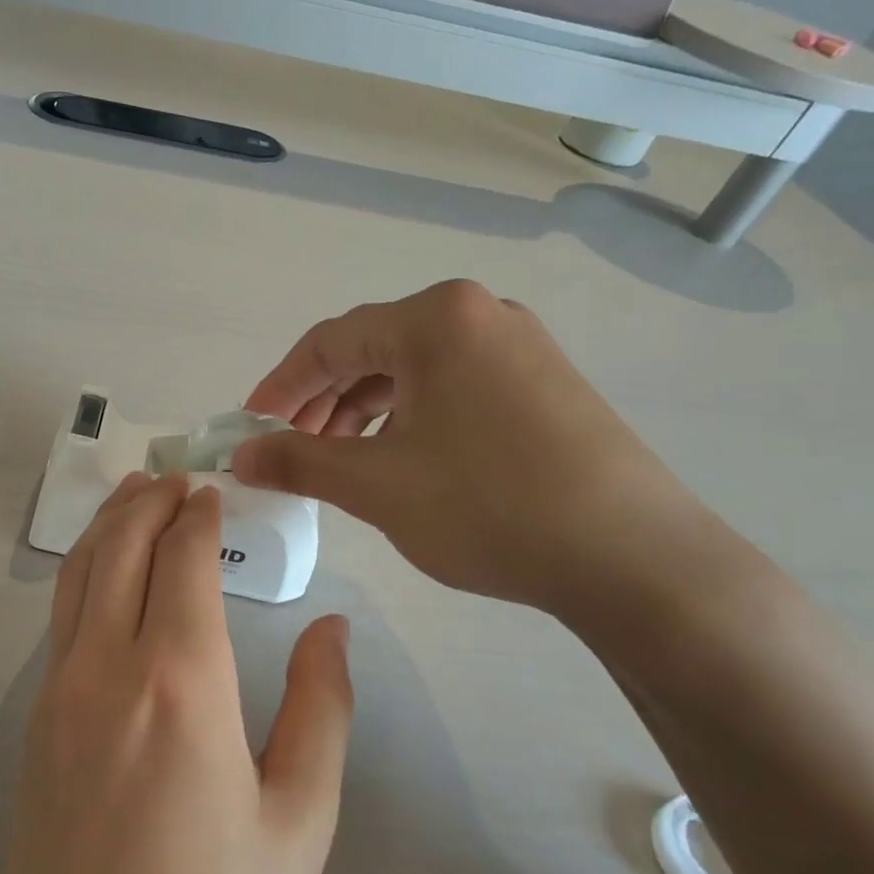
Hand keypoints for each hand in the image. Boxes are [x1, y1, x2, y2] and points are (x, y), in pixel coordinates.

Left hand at [0, 472, 352, 873]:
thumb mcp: (299, 824)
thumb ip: (321, 711)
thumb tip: (331, 627)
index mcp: (178, 683)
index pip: (182, 560)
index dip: (197, 515)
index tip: (212, 488)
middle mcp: (105, 670)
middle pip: (118, 549)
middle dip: (147, 501)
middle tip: (174, 476)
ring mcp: (56, 696)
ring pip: (76, 577)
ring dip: (107, 527)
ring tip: (134, 499)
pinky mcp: (32, 727)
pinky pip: (60, 620)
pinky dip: (85, 573)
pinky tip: (106, 578)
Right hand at [233, 280, 723, 618]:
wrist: (633, 558)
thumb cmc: (488, 507)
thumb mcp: (375, 485)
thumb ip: (297, 461)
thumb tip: (239, 456)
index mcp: (435, 320)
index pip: (328, 342)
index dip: (278, 387)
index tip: (247, 429)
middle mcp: (479, 314)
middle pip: (370, 351)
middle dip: (320, 403)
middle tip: (290, 452)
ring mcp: (519, 346)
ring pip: (411, 371)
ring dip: (362, 413)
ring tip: (339, 463)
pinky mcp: (543, 383)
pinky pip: (451, 387)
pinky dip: (408, 419)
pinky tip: (399, 460)